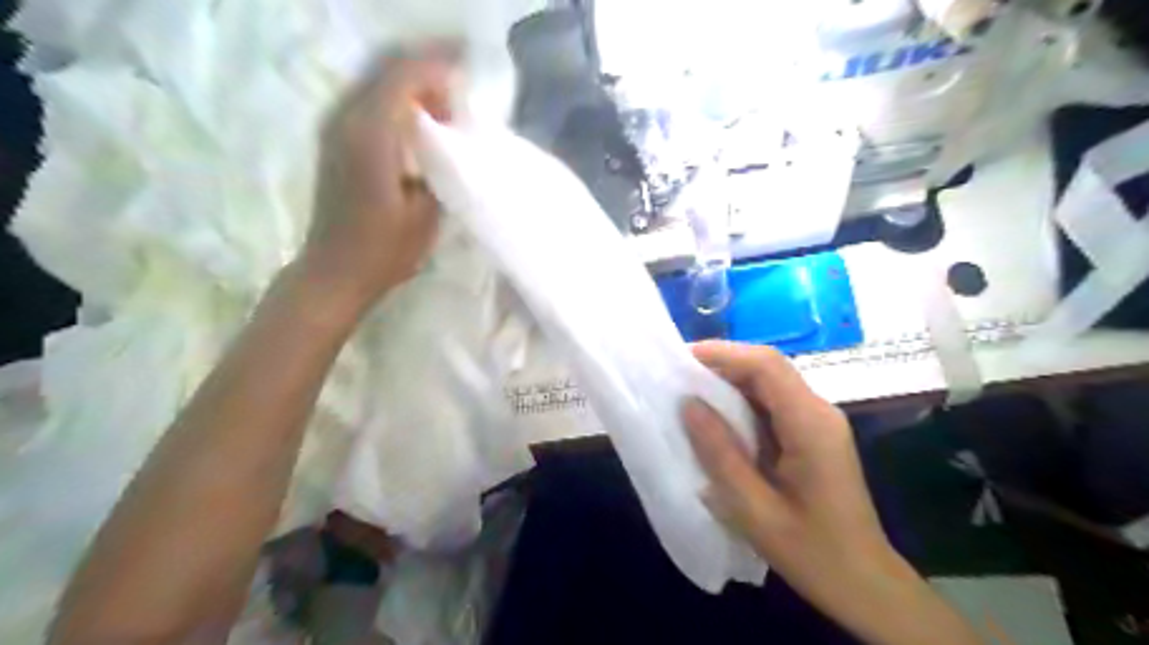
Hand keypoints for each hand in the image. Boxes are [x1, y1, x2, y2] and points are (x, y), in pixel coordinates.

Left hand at [301, 49, 457, 308]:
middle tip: (459, 84)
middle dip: (425, 67)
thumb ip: (439, 163)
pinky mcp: (334, 140)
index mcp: (370, 134)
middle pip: (385, 67)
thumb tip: (448, 134)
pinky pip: (367, 99)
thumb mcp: (426, 210)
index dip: (438, 65)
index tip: (469, 69)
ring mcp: (334, 127)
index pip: (404, 75)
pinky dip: (395, 98)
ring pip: (374, 80)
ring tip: (443, 103)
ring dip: (410, 82)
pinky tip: (418, 119)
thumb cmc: (386, 249)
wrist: (335, 270)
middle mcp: (345, 119)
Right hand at [680, 343, 887, 590]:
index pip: (766, 365)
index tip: (681, 358)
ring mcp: (819, 422)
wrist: (863, 584)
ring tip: (689, 391)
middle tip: (678, 374)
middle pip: (769, 367)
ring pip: (770, 382)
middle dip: (722, 364)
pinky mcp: (812, 435)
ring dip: (729, 381)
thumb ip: (720, 453)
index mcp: (810, 424)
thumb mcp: (754, 509)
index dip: (723, 353)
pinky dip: (741, 402)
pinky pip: (773, 404)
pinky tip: (717, 417)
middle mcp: (819, 411)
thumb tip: (688, 404)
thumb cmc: (811, 552)